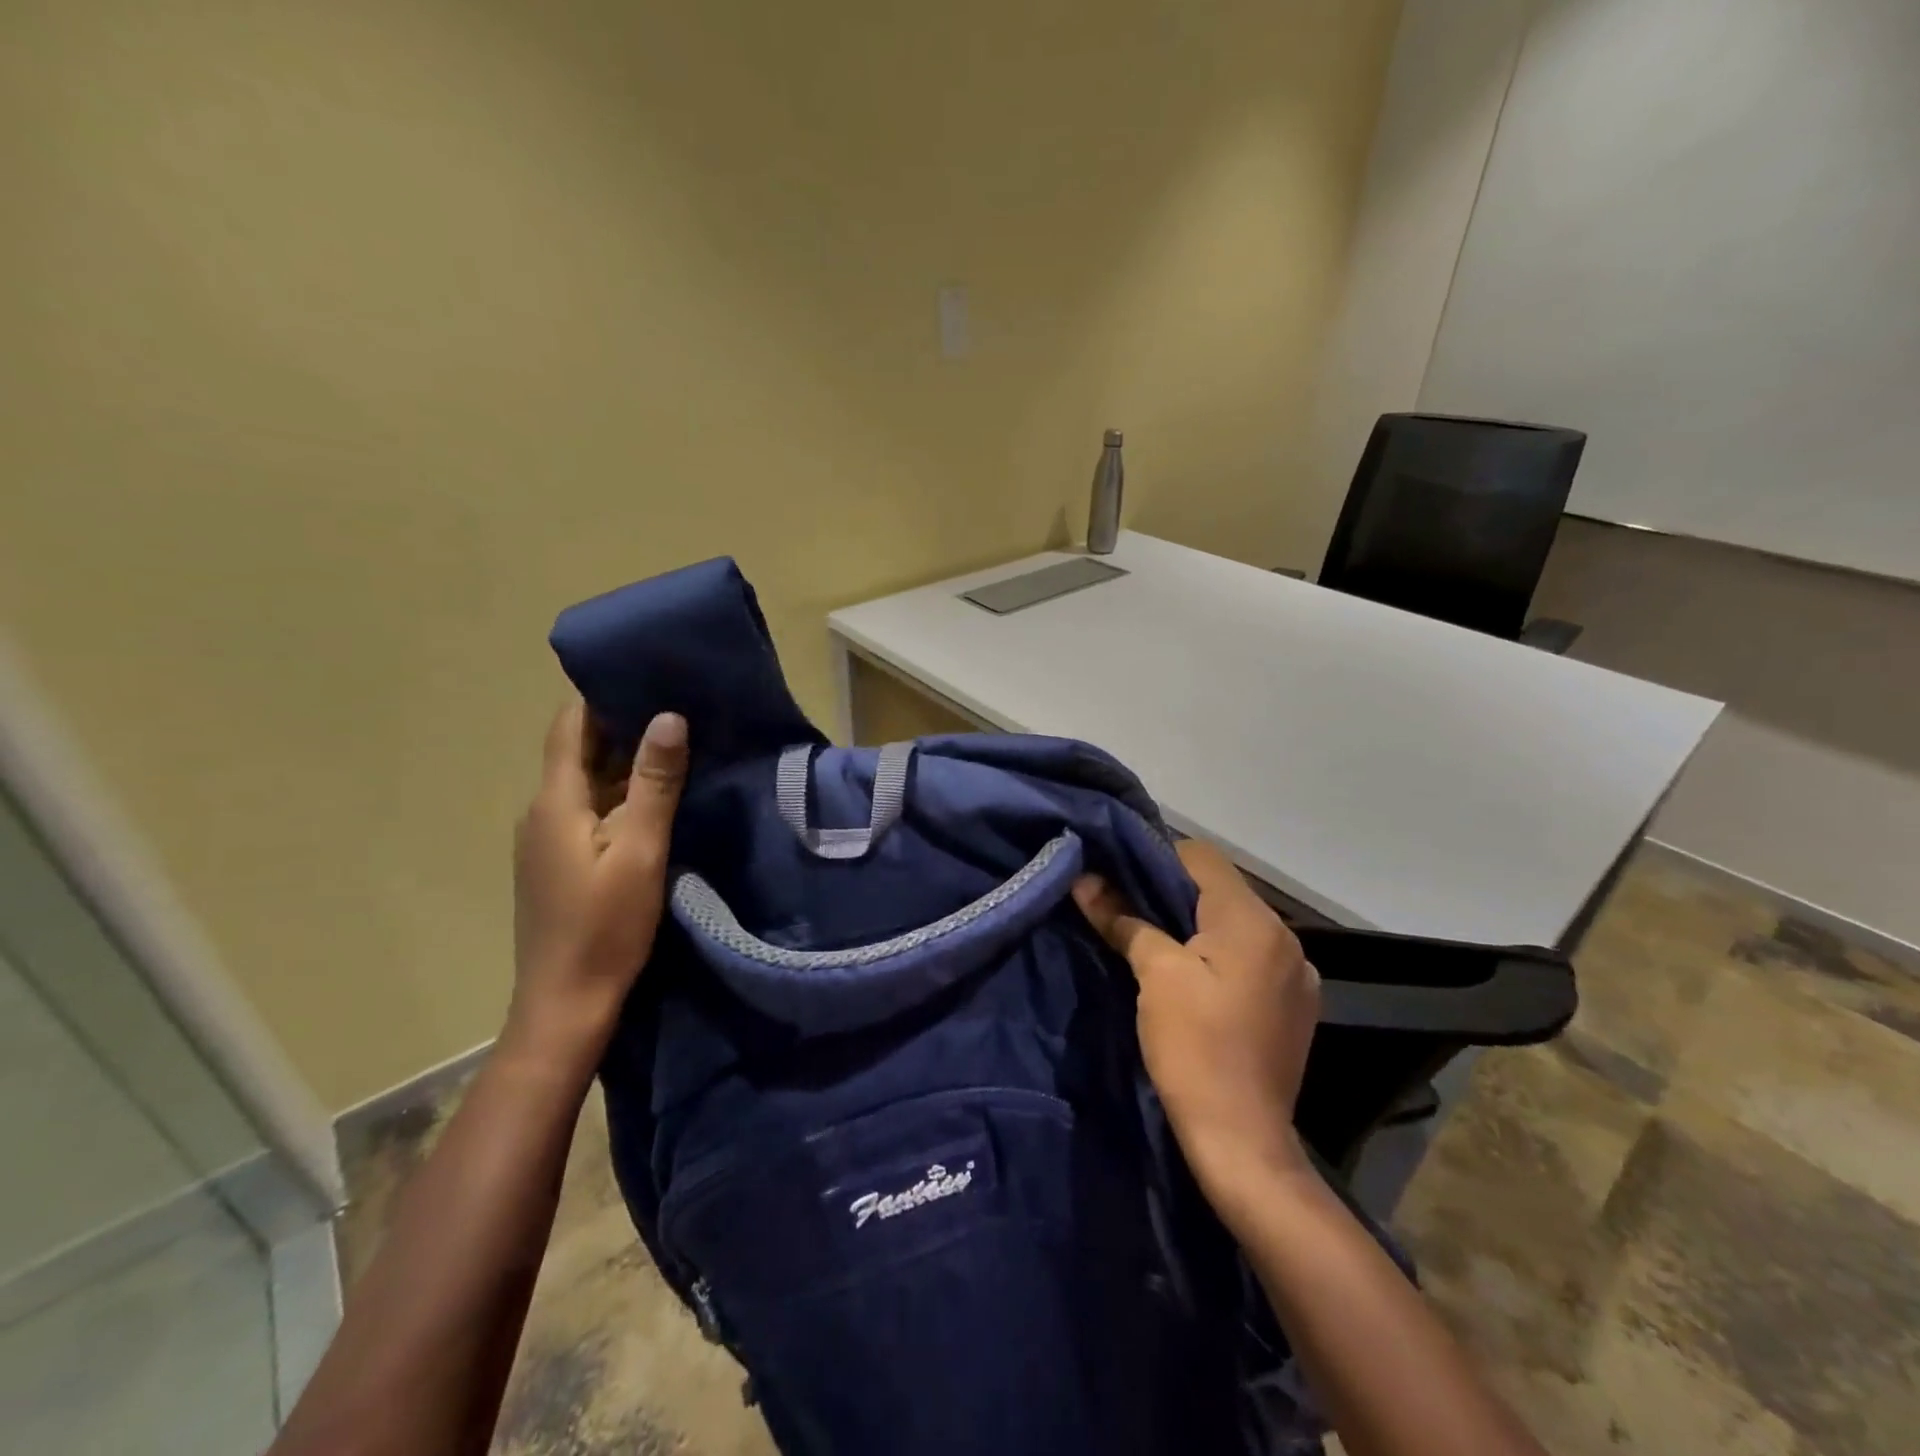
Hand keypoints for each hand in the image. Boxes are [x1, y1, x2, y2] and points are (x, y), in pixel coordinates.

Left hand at [511, 699, 688, 1053]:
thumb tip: (668, 716)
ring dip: (626, 762)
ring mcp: (547, 840)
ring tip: (678, 745)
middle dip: (624, 725)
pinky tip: (656, 799)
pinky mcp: (559, 863)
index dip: (602, 694)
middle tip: (678, 705)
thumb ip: (654, 784)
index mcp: (554, 802)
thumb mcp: (640, 851)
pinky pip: (589, 811)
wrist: (565, 1004)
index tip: (648, 674)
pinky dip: (620, 795)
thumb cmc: (605, 926)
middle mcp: (541, 812)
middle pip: (579, 752)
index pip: (570, 726)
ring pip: (587, 783)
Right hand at [1072, 839, 1320, 1192]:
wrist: (1242, 1142)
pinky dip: (1221, 955)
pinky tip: (1196, 980)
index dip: (1157, 857)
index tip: (1120, 875)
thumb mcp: (1154, 976)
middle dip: (1173, 893)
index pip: (1202, 857)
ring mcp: (1297, 974)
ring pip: (1236, 925)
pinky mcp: (1295, 1005)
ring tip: (1157, 942)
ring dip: (1198, 925)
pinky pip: (1252, 958)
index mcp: (1254, 922)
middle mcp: (1286, 938)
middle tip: (1128, 907)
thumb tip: (1085, 881)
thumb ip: (1123, 919)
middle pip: (1221, 890)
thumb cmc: (1195, 1048)